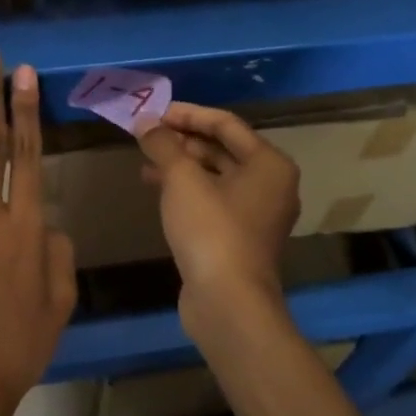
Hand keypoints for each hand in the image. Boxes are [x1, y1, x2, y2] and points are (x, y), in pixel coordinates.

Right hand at [139, 103, 299, 309]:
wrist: (227, 302)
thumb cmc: (211, 230)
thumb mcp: (181, 179)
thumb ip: (162, 144)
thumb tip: (145, 121)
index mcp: (269, 163)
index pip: (225, 124)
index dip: (188, 114)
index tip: (154, 113)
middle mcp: (270, 185)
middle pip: (222, 149)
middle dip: (183, 140)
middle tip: (147, 136)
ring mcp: (257, 214)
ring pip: (216, 176)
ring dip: (181, 165)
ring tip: (145, 161)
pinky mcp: (240, 237)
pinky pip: (213, 200)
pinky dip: (187, 190)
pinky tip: (157, 189)